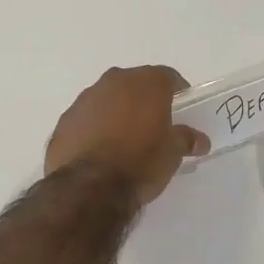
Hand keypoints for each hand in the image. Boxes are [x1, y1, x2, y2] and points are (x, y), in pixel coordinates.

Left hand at [45, 65, 208, 204]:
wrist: (90, 187)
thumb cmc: (141, 162)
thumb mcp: (173, 153)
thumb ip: (186, 139)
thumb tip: (199, 140)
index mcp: (145, 83)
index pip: (167, 76)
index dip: (177, 91)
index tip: (182, 107)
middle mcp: (114, 82)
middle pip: (134, 84)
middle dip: (144, 99)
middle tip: (154, 123)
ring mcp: (85, 99)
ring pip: (107, 99)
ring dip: (117, 112)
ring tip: (124, 140)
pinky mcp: (64, 121)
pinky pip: (86, 119)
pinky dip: (94, 128)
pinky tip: (100, 152)